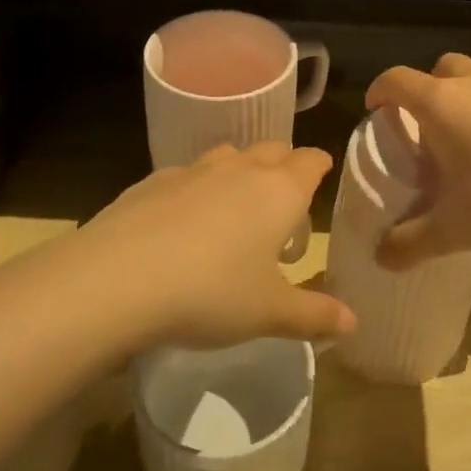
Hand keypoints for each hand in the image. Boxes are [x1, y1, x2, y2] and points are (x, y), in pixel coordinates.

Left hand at [76, 143, 354, 349]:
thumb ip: (314, 315)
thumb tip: (352, 322)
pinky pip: (186, 175)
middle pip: (272, 149)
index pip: (311, 161)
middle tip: (284, 203)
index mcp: (278, 191)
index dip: (320, 166)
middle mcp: (239, 169)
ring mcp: (192, 170)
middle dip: (283, 166)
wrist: (117, 279)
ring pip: (228, 156)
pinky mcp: (152, 181)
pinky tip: (182, 222)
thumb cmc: (210, 293)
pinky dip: (196, 189)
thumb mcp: (268, 313)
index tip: (323, 177)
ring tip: (234, 211)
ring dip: (239, 173)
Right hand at [365, 53, 470, 269]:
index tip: (375, 110)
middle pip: (442, 69)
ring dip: (469, 102)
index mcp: (442, 105)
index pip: (397, 80)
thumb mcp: (452, 231)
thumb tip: (381, 257)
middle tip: (428, 129)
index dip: (380, 91)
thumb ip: (409, 243)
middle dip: (427, 90)